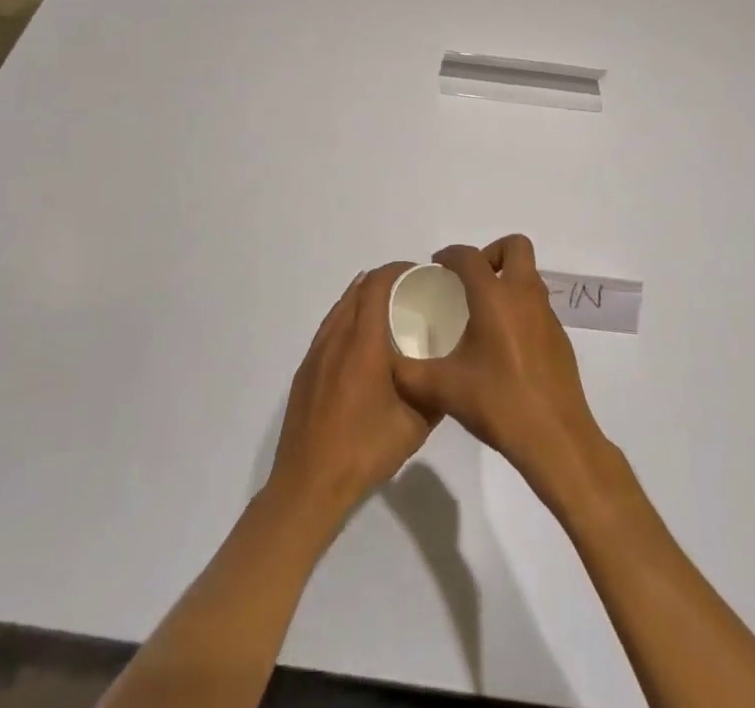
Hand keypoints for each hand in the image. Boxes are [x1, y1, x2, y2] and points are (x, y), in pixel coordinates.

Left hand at [267, 263, 437, 529]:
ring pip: (341, 308)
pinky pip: (329, 328)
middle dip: (383, 281)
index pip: (376, 286)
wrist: (308, 485)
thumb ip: (435, 393)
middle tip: (411, 292)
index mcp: (362, 343)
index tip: (420, 273)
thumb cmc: (364, 451)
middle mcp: (336, 338)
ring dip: (364, 298)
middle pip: (357, 290)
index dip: (396, 271)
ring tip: (390, 310)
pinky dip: (348, 318)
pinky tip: (362, 341)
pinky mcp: (305, 370)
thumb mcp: (414, 426)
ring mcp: (316, 353)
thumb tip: (449, 374)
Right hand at [390, 235, 611, 508]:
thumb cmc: (499, 404)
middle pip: (515, 247)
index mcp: (494, 297)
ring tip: (482, 312)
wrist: (556, 441)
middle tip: (470, 281)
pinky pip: (537, 305)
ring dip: (507, 280)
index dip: (450, 255)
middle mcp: (524, 295)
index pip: (470, 256)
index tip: (436, 268)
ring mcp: (547, 316)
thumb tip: (387, 363)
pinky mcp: (560, 338)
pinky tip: (503, 345)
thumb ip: (407, 373)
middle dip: (491, 253)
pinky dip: (519, 309)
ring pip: (529, 276)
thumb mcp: (442, 389)